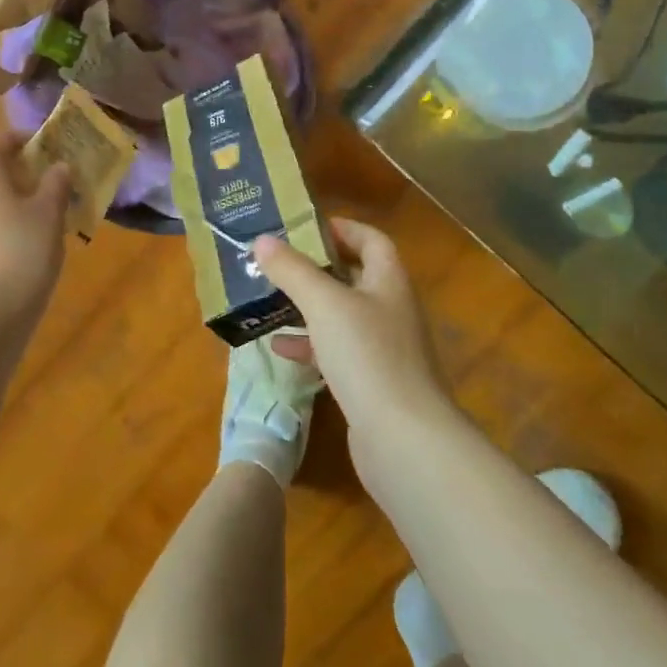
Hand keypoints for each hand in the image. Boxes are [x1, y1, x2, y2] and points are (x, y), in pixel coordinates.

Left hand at [0, 131, 72, 329]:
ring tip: (32, 221)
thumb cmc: (21, 253)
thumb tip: (58, 167)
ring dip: (0, 200)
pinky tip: (12, 248)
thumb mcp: (50, 215)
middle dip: (13, 173)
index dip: (22, 140)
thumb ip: (56, 184)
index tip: (48, 151)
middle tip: (46, 188)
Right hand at [253, 219, 455, 446]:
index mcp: (389, 281)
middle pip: (353, 276)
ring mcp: (384, 349)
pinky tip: (281, 348)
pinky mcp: (371, 382)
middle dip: (315, 268)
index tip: (304, 226)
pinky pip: (336, 352)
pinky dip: (310, 345)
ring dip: (308, 307)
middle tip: (277, 262)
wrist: (404, 440)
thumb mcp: (324, 304)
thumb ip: (292, 270)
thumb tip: (262, 240)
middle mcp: (391, 309)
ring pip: (341, 316)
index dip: (341, 228)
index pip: (371, 239)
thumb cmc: (367, 356)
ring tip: (269, 300)